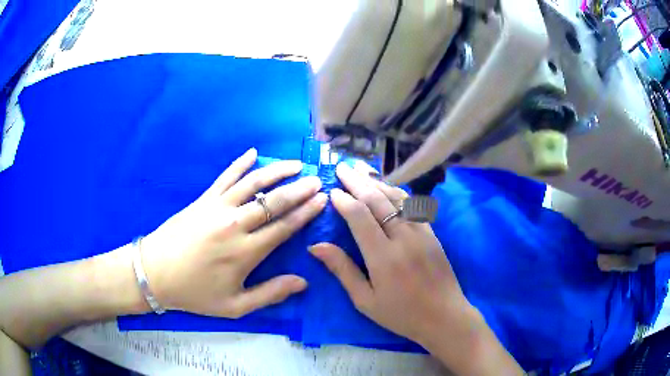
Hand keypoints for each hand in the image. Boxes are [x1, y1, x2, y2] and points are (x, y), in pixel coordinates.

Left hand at [141, 148, 327, 317]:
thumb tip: (303, 282)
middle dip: (299, 189)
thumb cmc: (195, 293)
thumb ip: (270, 294)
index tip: (322, 199)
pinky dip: (240, 164)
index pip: (284, 227)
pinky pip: (225, 177)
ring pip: (253, 183)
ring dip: (276, 172)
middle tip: (316, 179)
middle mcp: (235, 224)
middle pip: (273, 202)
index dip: (305, 212)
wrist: (155, 273)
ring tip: (295, 164)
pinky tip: (253, 153)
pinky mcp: (203, 199)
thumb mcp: (234, 306)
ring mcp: (217, 207)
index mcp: (246, 252)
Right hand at [309, 163, 470, 344]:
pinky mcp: (431, 234)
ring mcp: (421, 233)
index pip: (360, 217)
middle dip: (357, 182)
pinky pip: (412, 206)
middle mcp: (403, 238)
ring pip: (396, 198)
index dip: (344, 201)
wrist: (444, 316)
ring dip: (376, 183)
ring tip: (361, 172)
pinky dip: (397, 193)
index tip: (331, 191)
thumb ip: (342, 270)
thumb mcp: (365, 300)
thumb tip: (316, 246)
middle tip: (342, 168)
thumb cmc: (400, 314)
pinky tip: (388, 188)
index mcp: (383, 257)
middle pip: (377, 200)